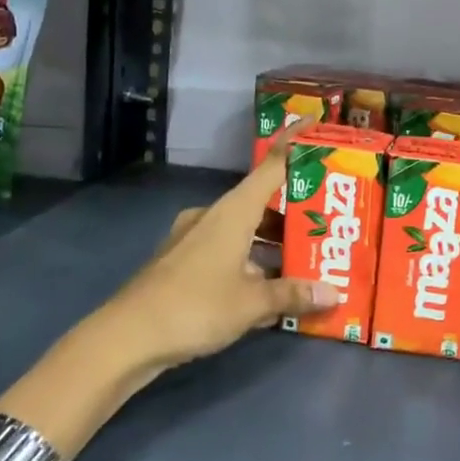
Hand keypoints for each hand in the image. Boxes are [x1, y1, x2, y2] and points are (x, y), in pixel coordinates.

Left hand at [105, 133, 342, 371]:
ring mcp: (193, 238)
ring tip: (305, 261)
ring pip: (243, 230)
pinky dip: (249, 262)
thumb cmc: (195, 306)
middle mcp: (214, 216)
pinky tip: (267, 291)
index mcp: (233, 211)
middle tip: (326, 221)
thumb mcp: (252, 303)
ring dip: (272, 243)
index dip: (294, 143)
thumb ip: (293, 294)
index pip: (271, 165)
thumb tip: (334, 293)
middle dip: (293, 212)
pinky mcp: (181, 262)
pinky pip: (226, 251)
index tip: (314, 122)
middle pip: (261, 201)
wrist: (125, 338)